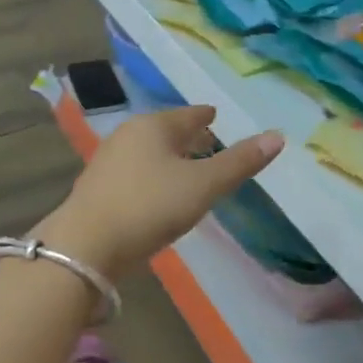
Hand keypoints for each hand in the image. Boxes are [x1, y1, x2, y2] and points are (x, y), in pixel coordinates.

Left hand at [41, 106, 283, 272]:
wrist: (84, 247)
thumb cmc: (149, 206)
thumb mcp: (203, 186)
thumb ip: (240, 163)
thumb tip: (278, 136)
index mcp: (154, 126)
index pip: (189, 114)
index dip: (207, 117)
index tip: (217, 118)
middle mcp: (128, 135)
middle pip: (167, 131)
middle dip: (189, 137)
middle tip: (210, 144)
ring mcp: (108, 162)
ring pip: (149, 152)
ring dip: (170, 158)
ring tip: (189, 170)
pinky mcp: (97, 189)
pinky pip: (135, 173)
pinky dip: (153, 176)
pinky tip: (160, 194)